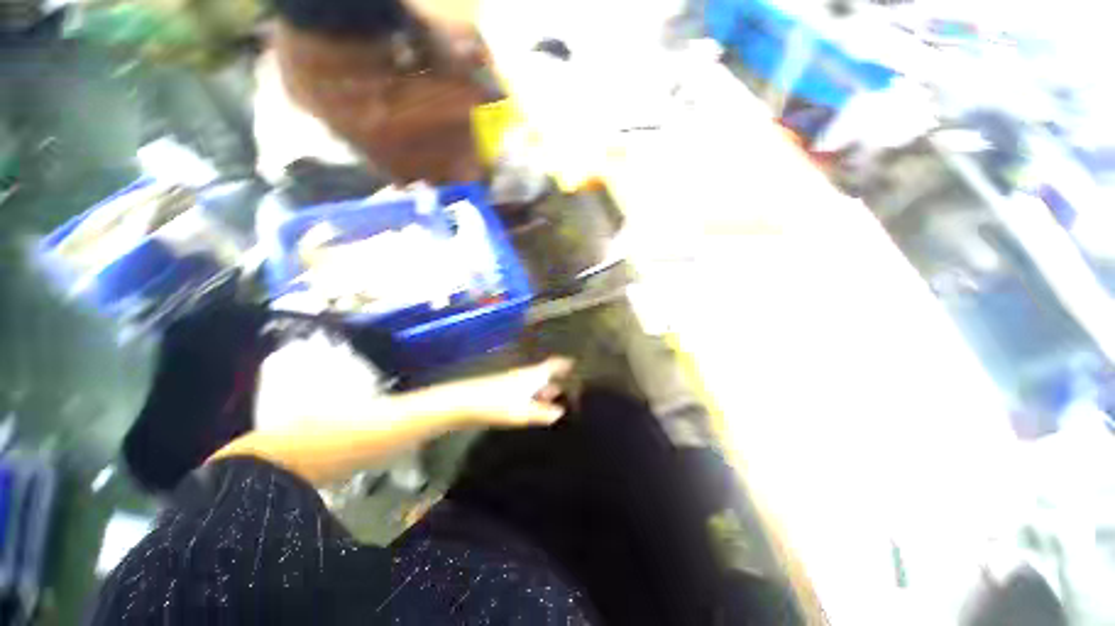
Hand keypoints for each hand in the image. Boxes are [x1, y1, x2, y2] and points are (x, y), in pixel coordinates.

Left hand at [433, 357, 573, 427]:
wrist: (463, 402)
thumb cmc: (497, 403)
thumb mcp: (523, 411)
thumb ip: (543, 413)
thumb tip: (560, 412)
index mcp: (534, 374)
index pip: (554, 364)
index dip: (566, 364)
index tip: (579, 365)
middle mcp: (526, 375)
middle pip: (546, 375)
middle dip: (559, 382)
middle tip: (575, 393)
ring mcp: (514, 382)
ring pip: (536, 385)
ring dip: (547, 392)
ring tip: (560, 404)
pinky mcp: (504, 391)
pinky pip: (527, 392)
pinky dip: (535, 398)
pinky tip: (537, 410)